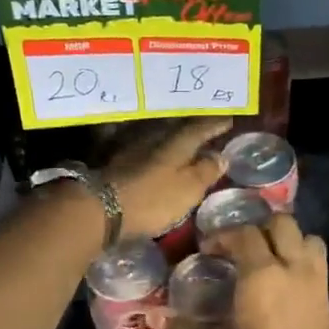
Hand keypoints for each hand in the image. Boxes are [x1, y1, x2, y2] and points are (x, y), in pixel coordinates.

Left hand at [100, 117, 230, 240]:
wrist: (101, 208)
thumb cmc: (153, 199)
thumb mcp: (188, 189)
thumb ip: (206, 171)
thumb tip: (221, 156)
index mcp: (176, 143)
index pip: (200, 128)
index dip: (214, 125)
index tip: (227, 120)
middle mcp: (154, 138)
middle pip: (177, 129)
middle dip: (192, 128)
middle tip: (206, 128)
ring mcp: (132, 149)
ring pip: (158, 137)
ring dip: (171, 138)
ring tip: (184, 143)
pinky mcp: (116, 163)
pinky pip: (142, 149)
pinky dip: (153, 151)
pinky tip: (155, 157)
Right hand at [167, 215, 328, 328]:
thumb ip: (183, 328)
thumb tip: (153, 313)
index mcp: (263, 277)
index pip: (244, 234)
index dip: (221, 236)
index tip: (204, 252)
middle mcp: (295, 272)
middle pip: (283, 225)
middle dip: (257, 229)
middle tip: (234, 250)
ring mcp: (316, 289)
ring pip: (308, 240)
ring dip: (286, 242)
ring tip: (261, 261)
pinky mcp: (326, 309)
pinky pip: (316, 267)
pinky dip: (299, 262)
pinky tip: (277, 287)